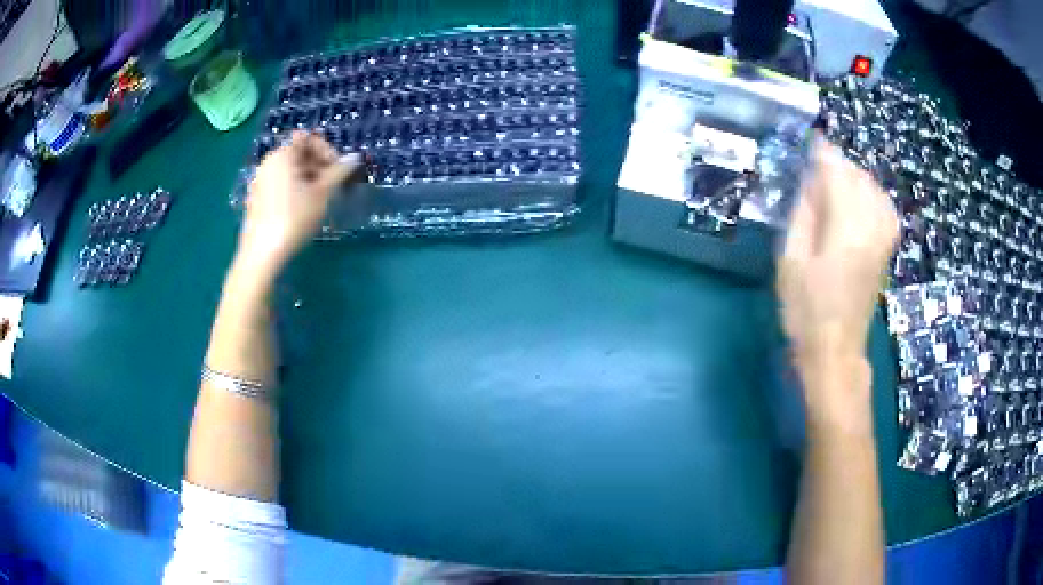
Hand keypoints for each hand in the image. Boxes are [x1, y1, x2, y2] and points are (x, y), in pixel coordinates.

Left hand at [235, 131, 360, 281]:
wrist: (262, 254)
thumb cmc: (293, 218)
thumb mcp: (321, 194)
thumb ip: (338, 172)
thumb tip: (355, 157)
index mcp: (282, 155)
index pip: (308, 138)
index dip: (327, 151)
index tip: (338, 172)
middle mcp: (268, 163)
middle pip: (298, 153)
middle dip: (319, 165)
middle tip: (333, 187)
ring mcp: (260, 181)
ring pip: (290, 171)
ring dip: (309, 179)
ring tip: (319, 201)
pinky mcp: (256, 199)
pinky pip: (280, 184)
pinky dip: (294, 189)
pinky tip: (301, 210)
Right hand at [778, 138, 897, 427]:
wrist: (836, 352)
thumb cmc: (805, 311)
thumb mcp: (791, 261)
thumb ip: (803, 215)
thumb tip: (811, 182)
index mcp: (844, 230)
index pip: (837, 175)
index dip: (824, 154)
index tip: (812, 140)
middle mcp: (870, 228)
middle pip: (858, 178)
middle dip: (838, 164)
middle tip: (817, 164)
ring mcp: (883, 239)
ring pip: (874, 190)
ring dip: (855, 177)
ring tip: (835, 179)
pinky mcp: (887, 249)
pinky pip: (885, 207)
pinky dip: (872, 194)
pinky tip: (859, 198)